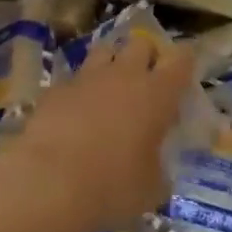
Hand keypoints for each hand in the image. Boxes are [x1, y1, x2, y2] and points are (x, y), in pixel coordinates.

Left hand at [20, 32, 195, 231]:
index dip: (185, 62)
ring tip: (110, 89)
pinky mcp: (55, 89)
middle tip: (146, 81)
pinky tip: (75, 113)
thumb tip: (158, 171)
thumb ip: (160, 171)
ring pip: (105, 50)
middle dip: (146, 56)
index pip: (182, 59)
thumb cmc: (111, 186)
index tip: (184, 75)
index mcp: (157, 94)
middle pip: (141, 42)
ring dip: (112, 64)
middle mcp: (124, 75)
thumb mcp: (151, 189)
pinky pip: (74, 79)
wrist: (46, 184)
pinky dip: (79, 90)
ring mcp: (87, 78)